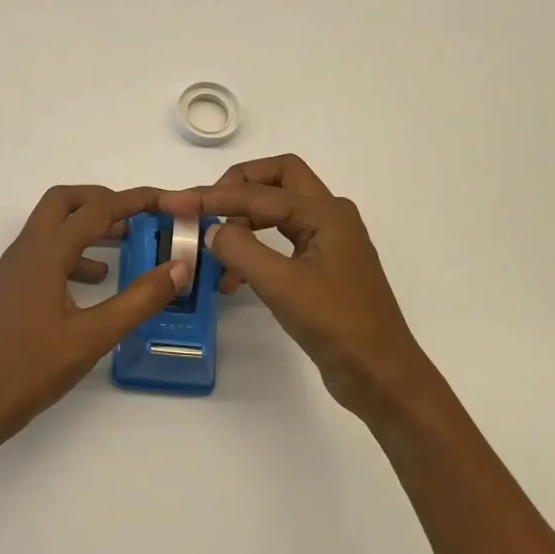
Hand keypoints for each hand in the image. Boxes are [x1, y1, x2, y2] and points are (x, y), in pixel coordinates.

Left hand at [0, 185, 188, 450]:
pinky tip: (96, 280)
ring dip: (88, 225)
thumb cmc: (32, 368)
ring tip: (126, 244)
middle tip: (137, 216)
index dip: (135, 200)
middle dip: (103, 200)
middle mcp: (27, 249)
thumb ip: (139, 300)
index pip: (97, 209)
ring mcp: (15, 268)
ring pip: (53, 225)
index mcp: (46, 253)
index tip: (167, 200)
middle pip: (65, 201)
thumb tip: (178, 269)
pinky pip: (46, 252)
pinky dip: (74, 252)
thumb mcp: (94, 336)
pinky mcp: (13, 287)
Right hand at [158, 155, 437, 424]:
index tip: (174, 203)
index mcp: (326, 213)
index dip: (212, 197)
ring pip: (279, 209)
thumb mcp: (282, 285)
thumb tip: (211, 230)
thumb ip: (241, 250)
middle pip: (278, 179)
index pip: (258, 194)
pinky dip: (255, 247)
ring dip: (245, 220)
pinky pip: (282, 239)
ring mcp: (329, 241)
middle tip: (206, 206)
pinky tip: (234, 279)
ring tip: (214, 250)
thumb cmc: (336, 325)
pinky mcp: (324, 265)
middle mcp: (330, 216)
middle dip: (238, 186)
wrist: (380, 374)